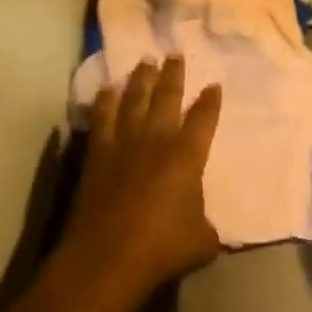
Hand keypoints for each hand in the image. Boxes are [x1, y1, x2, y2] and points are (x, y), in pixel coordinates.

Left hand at [57, 56, 221, 301]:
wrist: (107, 257)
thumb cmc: (162, 248)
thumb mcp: (202, 241)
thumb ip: (207, 225)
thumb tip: (206, 225)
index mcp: (188, 155)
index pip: (204, 118)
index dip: (210, 101)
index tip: (213, 86)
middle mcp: (157, 139)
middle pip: (167, 96)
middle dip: (173, 74)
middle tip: (175, 54)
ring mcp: (124, 142)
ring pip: (134, 99)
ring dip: (141, 78)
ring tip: (146, 61)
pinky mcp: (97, 153)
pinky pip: (102, 117)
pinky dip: (105, 100)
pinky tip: (107, 89)